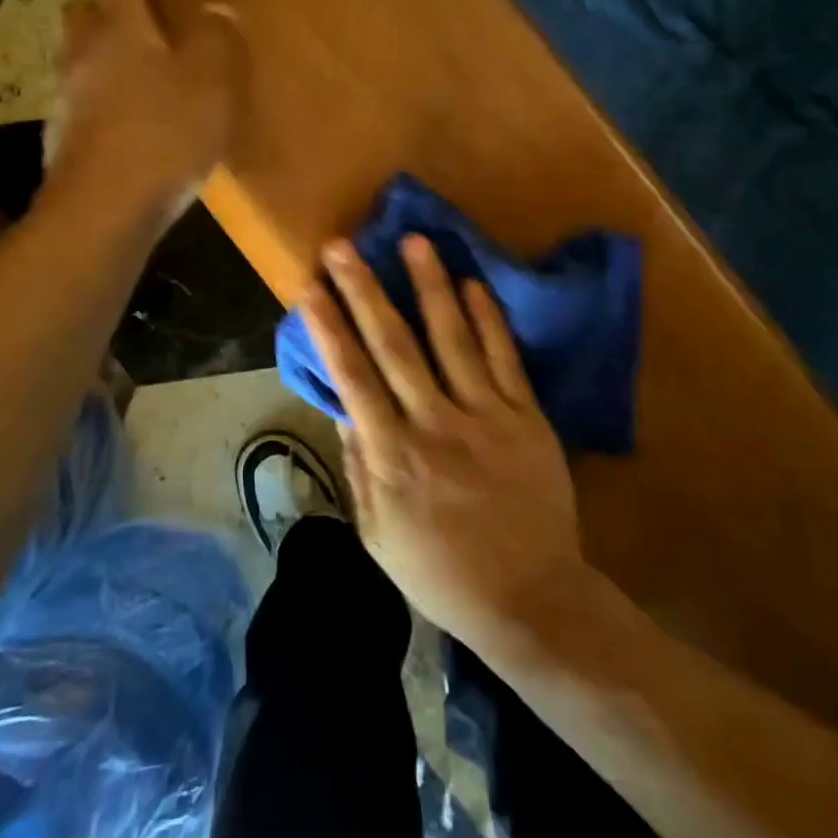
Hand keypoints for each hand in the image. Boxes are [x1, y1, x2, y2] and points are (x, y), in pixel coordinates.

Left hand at [47, 0, 241, 219]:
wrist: (105, 206)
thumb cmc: (165, 135)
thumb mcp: (212, 84)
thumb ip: (217, 40)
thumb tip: (216, 10)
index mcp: (120, 29)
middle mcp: (82, 53)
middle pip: (84, 12)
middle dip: (109, 9)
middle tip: (140, 22)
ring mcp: (64, 96)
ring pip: (76, 58)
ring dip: (99, 55)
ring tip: (135, 74)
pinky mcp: (60, 137)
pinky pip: (78, 101)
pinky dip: (96, 98)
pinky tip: (123, 122)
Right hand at [301, 233, 584, 647]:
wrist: (528, 596)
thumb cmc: (441, 572)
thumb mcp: (377, 534)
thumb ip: (359, 467)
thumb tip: (341, 406)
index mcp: (393, 457)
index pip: (352, 378)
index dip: (328, 329)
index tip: (309, 288)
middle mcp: (434, 425)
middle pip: (394, 347)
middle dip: (365, 292)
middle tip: (343, 246)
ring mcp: (484, 416)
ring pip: (452, 339)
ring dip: (430, 287)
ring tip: (414, 241)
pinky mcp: (525, 417)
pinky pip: (504, 359)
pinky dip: (488, 319)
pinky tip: (473, 284)